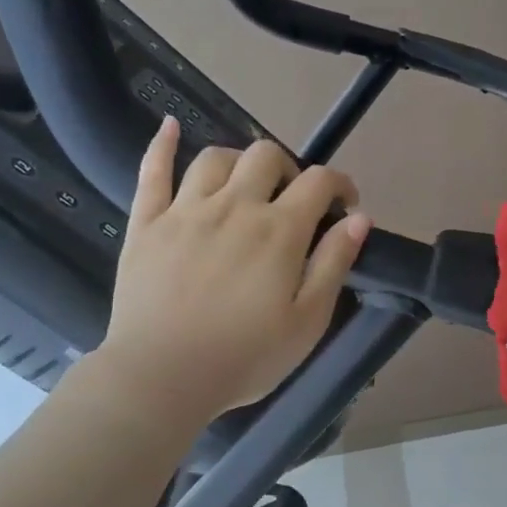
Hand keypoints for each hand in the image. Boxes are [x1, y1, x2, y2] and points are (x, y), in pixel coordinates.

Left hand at [92, 120, 370, 420]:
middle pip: (266, 156)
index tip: (346, 206)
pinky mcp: (146, 224)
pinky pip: (151, 171)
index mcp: (279, 230)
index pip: (319, 181)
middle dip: (289, 169)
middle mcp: (234, 206)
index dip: (340, 185)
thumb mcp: (308, 320)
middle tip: (291, 201)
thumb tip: (359, 219)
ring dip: (239, 162)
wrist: (161, 378)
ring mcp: (185, 211)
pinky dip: (161, 145)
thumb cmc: (245, 357)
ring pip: (215, 158)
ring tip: (245, 186)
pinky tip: (169, 127)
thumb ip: (335, 263)